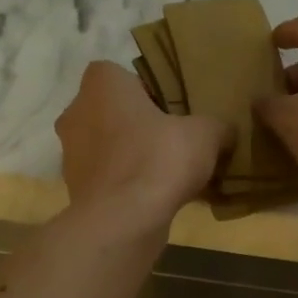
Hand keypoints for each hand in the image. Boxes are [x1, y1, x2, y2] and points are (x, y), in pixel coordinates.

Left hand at [55, 61, 229, 228]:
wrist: (122, 221)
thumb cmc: (158, 160)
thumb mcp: (205, 135)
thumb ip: (217, 126)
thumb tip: (226, 132)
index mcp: (101, 84)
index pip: (124, 76)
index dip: (151, 92)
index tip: (175, 112)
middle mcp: (76, 112)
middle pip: (115, 113)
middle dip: (141, 127)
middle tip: (175, 143)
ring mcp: (71, 154)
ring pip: (110, 148)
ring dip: (134, 158)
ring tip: (169, 176)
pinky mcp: (76, 190)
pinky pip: (108, 180)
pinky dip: (127, 186)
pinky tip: (156, 200)